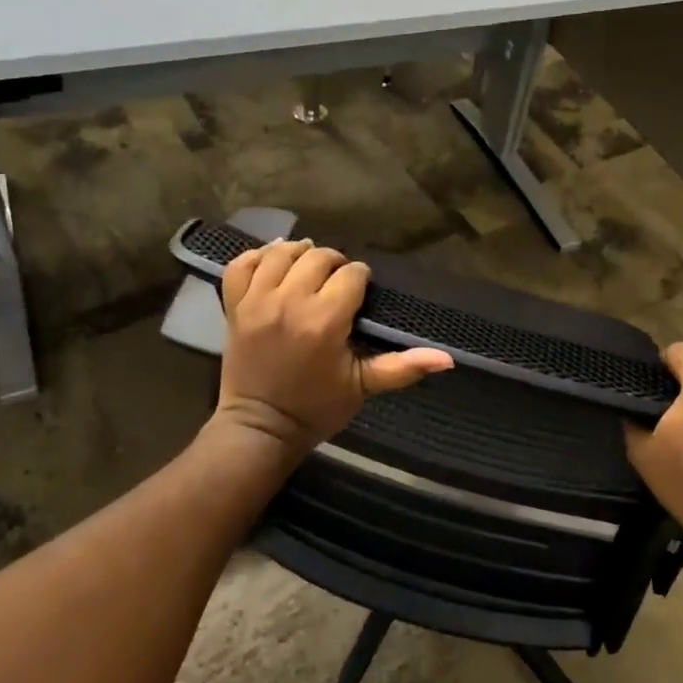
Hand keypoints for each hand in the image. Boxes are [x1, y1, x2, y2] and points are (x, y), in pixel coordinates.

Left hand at [213, 239, 453, 460]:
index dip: (360, 280)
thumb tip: (448, 358)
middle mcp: (289, 302)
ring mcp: (256, 301)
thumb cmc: (317, 408)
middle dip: (333, 264)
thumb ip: (403, 367)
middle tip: (336, 285)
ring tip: (308, 267)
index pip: (351, 274)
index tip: (360, 295)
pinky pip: (241, 264)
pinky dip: (258, 257)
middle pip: (318, 256)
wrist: (261, 428)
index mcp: (324, 320)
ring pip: (281, 253)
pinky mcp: (234, 306)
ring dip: (299, 254)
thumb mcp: (364, 387)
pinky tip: (273, 263)